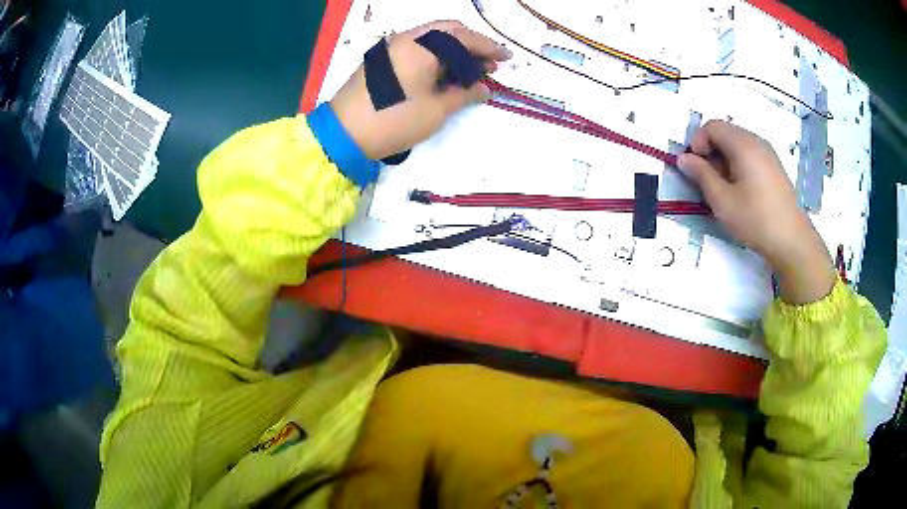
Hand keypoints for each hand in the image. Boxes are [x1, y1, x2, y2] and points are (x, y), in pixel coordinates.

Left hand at [330, 21, 511, 159]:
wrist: (343, 133)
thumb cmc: (393, 120)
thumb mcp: (436, 110)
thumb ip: (464, 94)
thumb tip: (484, 88)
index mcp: (421, 46)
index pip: (464, 38)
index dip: (488, 47)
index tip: (506, 58)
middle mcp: (406, 38)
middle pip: (448, 30)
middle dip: (471, 44)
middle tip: (488, 63)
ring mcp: (391, 46)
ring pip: (431, 37)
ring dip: (454, 49)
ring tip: (470, 70)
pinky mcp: (382, 58)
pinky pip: (416, 47)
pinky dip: (435, 54)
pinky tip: (444, 71)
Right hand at [677, 120, 835, 304]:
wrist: (792, 241)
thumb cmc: (755, 219)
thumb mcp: (722, 200)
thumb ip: (701, 175)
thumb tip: (683, 158)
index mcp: (743, 144)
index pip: (712, 126)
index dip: (698, 142)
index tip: (695, 168)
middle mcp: (756, 141)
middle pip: (725, 133)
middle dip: (711, 152)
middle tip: (708, 181)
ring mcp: (768, 154)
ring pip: (738, 145)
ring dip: (724, 160)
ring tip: (725, 189)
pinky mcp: (775, 168)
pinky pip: (750, 156)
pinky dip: (739, 166)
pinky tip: (742, 192)